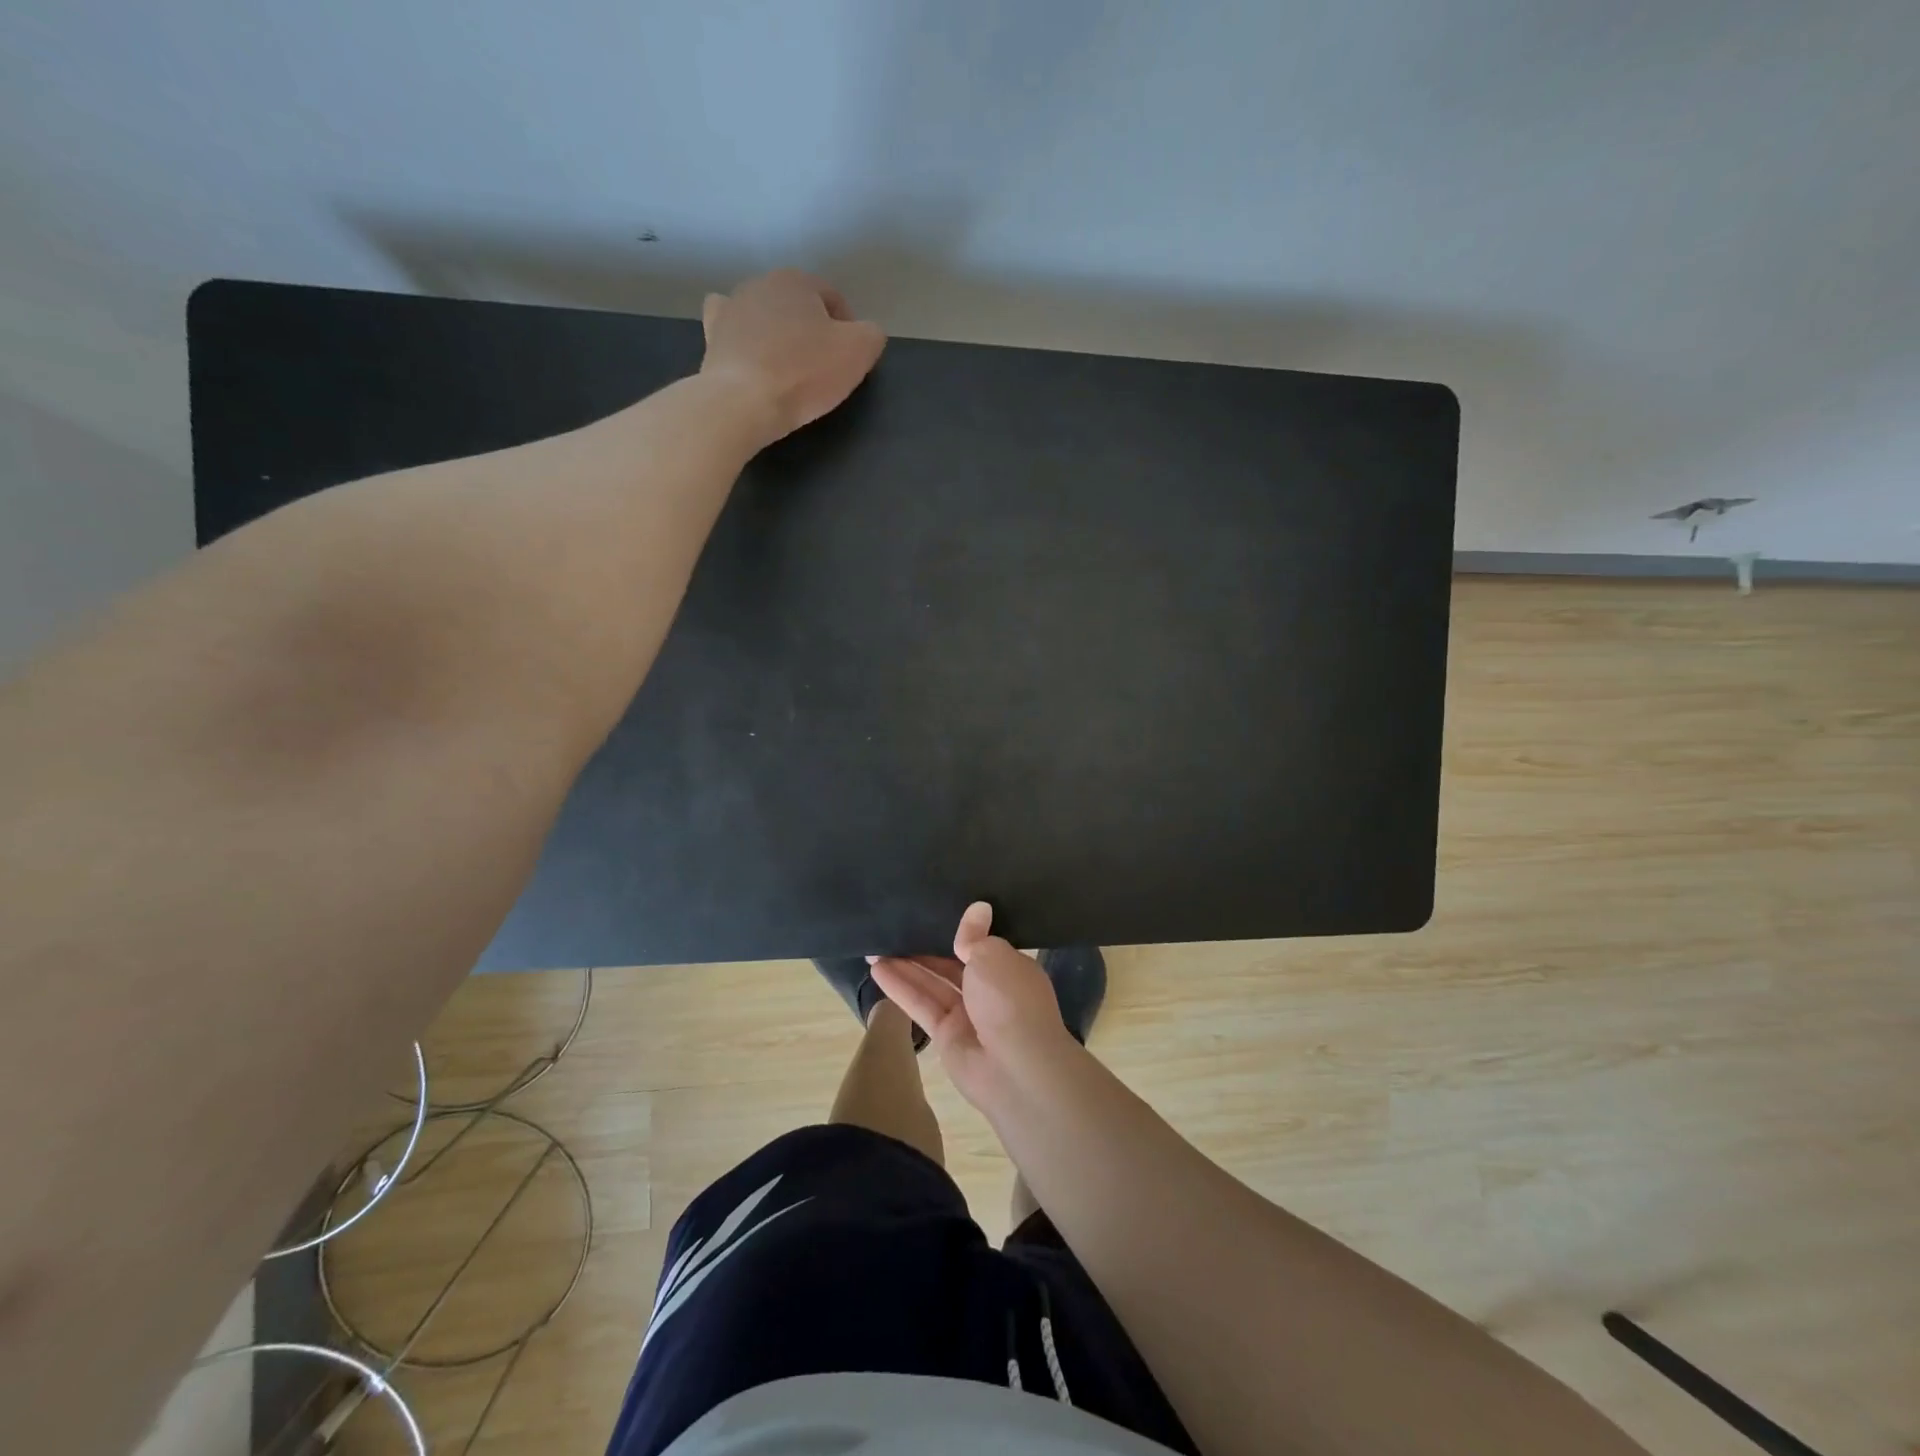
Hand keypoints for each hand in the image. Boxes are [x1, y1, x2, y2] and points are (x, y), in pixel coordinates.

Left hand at [700, 270, 886, 441]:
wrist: (743, 401)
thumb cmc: (804, 373)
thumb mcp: (859, 352)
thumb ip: (871, 335)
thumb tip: (866, 334)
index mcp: (798, 281)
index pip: (834, 299)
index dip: (849, 329)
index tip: (850, 361)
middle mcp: (762, 283)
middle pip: (798, 306)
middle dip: (812, 330)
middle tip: (822, 368)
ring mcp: (732, 307)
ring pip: (766, 316)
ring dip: (779, 335)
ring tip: (788, 369)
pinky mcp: (713, 335)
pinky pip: (733, 329)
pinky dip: (744, 339)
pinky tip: (750, 354)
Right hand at [871, 902, 1080, 1114]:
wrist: (1015, 1067)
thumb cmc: (1009, 999)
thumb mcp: (992, 955)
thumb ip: (974, 936)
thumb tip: (978, 907)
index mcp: (1008, 967)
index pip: (980, 944)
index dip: (957, 930)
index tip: (933, 910)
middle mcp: (988, 989)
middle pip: (950, 963)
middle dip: (924, 947)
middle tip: (894, 927)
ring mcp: (967, 1014)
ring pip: (932, 983)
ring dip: (905, 965)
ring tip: (874, 945)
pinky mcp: (945, 1035)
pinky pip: (920, 1004)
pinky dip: (899, 987)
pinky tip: (877, 968)